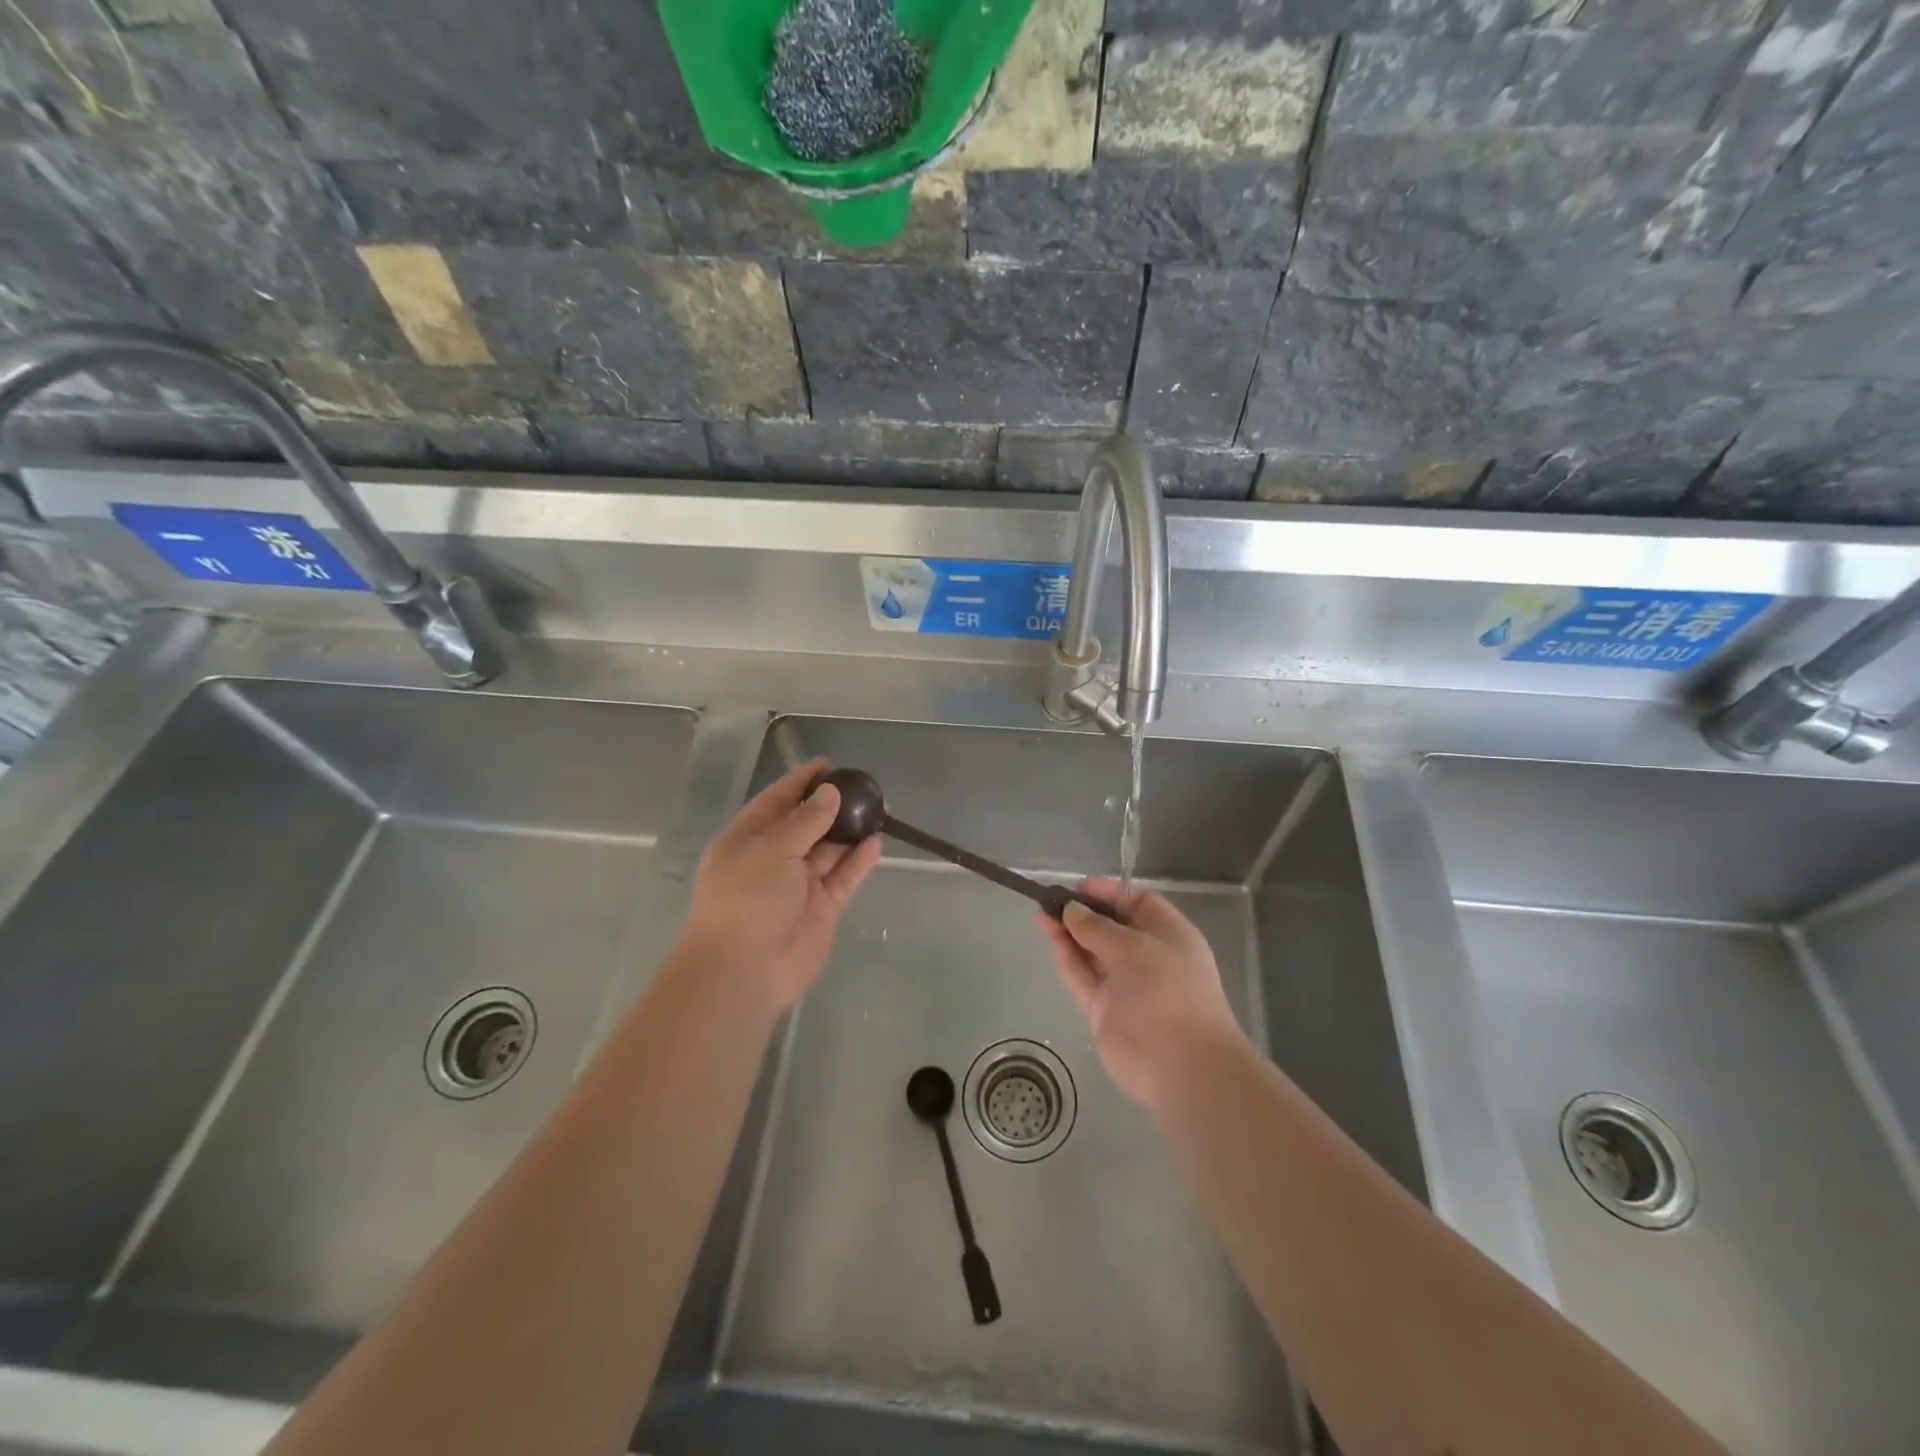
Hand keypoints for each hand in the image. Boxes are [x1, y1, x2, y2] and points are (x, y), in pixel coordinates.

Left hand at [680, 759, 883, 1013]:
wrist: (745, 970)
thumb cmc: (747, 899)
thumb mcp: (772, 849)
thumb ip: (806, 819)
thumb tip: (831, 793)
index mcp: (748, 839)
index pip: (776, 801)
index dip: (801, 782)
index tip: (830, 764)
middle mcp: (773, 859)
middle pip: (806, 824)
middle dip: (832, 805)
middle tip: (864, 786)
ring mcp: (798, 885)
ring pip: (828, 850)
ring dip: (849, 831)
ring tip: (878, 808)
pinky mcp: (822, 908)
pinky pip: (843, 877)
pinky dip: (859, 861)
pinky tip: (877, 841)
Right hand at [1038, 878, 1246, 1110]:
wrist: (1180, 1065)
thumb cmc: (1168, 991)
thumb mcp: (1134, 947)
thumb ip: (1097, 927)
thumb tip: (1071, 909)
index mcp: (1170, 936)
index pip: (1139, 904)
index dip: (1110, 893)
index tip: (1079, 887)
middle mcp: (1148, 957)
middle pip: (1112, 927)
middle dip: (1083, 913)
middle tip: (1050, 899)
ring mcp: (1125, 985)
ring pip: (1092, 952)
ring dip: (1069, 933)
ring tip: (1041, 915)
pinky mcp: (1104, 1010)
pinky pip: (1083, 977)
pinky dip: (1067, 959)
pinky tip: (1051, 939)